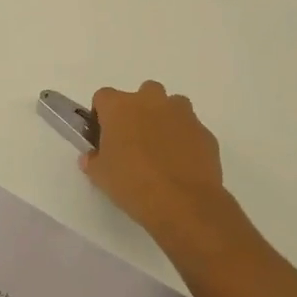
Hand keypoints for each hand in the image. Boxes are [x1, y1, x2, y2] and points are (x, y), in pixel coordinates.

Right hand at [83, 81, 238, 245]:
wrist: (183, 203)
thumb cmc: (132, 183)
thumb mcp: (100, 176)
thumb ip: (93, 160)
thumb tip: (92, 157)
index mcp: (119, 107)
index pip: (103, 97)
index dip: (102, 115)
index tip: (104, 136)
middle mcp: (151, 101)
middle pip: (142, 93)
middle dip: (138, 111)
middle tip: (134, 140)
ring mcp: (182, 114)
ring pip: (172, 106)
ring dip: (165, 120)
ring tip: (162, 150)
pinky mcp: (205, 132)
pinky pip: (190, 129)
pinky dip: (185, 140)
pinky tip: (181, 165)